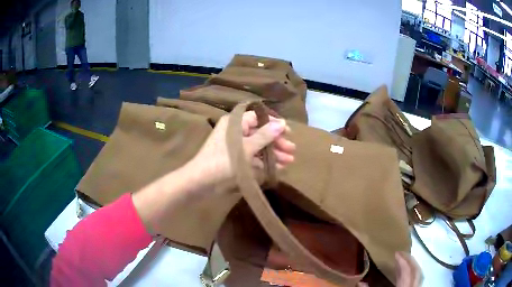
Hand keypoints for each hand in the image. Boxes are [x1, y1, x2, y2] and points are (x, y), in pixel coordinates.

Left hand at [189, 111, 294, 188]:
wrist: (202, 181)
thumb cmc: (223, 161)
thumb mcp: (247, 147)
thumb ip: (265, 135)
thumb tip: (282, 122)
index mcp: (235, 123)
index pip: (258, 117)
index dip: (274, 123)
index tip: (288, 132)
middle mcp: (235, 131)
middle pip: (260, 132)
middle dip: (276, 141)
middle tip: (292, 150)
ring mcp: (236, 146)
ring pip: (258, 146)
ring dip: (273, 153)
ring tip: (289, 161)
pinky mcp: (235, 159)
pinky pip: (253, 157)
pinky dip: (264, 162)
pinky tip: (278, 168)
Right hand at [358, 252, 421, 286]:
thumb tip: (360, 283)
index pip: (408, 273)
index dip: (404, 261)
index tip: (396, 253)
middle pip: (417, 272)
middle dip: (410, 261)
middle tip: (400, 254)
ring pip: (418, 277)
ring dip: (411, 267)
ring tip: (402, 262)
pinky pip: (416, 282)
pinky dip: (411, 276)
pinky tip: (403, 276)